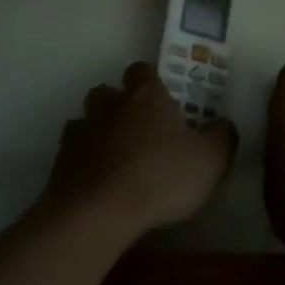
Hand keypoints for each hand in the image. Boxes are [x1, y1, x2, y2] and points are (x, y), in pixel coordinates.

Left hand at [45, 62, 237, 232]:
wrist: (97, 213)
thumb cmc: (161, 177)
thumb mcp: (211, 160)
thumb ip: (222, 137)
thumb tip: (224, 123)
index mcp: (146, 97)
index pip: (143, 71)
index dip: (151, 81)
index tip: (162, 99)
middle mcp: (110, 106)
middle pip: (107, 92)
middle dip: (118, 104)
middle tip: (138, 129)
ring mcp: (80, 133)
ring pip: (86, 121)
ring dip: (98, 133)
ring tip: (115, 158)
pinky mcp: (60, 163)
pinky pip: (72, 154)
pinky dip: (83, 162)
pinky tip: (97, 183)